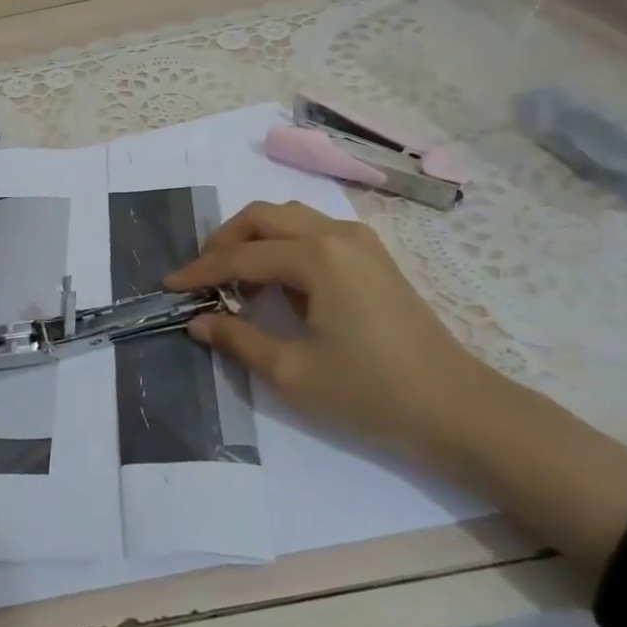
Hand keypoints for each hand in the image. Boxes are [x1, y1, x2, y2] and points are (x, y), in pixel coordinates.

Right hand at [164, 200, 490, 460]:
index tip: (169, 286)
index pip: (241, 256)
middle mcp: (336, 234)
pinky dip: (283, 245)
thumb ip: (238, 339)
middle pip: (262, 217)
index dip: (200, 272)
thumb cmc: (371, 392)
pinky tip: (278, 283)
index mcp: (316, 257)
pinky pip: (313, 231)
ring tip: (236, 281)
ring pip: (289, 218)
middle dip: (224, 241)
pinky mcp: (372, 256)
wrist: (458, 408)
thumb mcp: (293, 372)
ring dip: (254, 239)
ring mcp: (359, 241)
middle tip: (202, 277)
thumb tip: (198, 321)